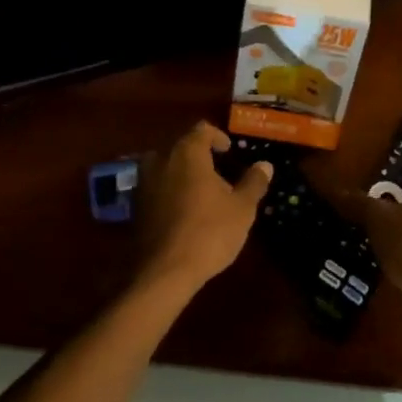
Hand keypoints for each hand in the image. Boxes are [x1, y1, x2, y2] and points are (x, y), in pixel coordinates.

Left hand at [135, 122, 272, 293]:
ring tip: (202, 193)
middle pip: (181, 147)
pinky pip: (156, 189)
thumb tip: (265, 164)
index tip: (229, 151)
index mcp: (187, 154)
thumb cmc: (210, 232)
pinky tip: (185, 212)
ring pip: (166, 168)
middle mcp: (161, 161)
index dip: (217, 137)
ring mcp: (144, 184)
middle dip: (200, 156)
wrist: (165, 271)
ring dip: (183, 174)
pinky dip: (170, 192)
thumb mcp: (242, 208)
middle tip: (220, 174)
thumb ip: (253, 182)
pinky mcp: (136, 207)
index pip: (201, 130)